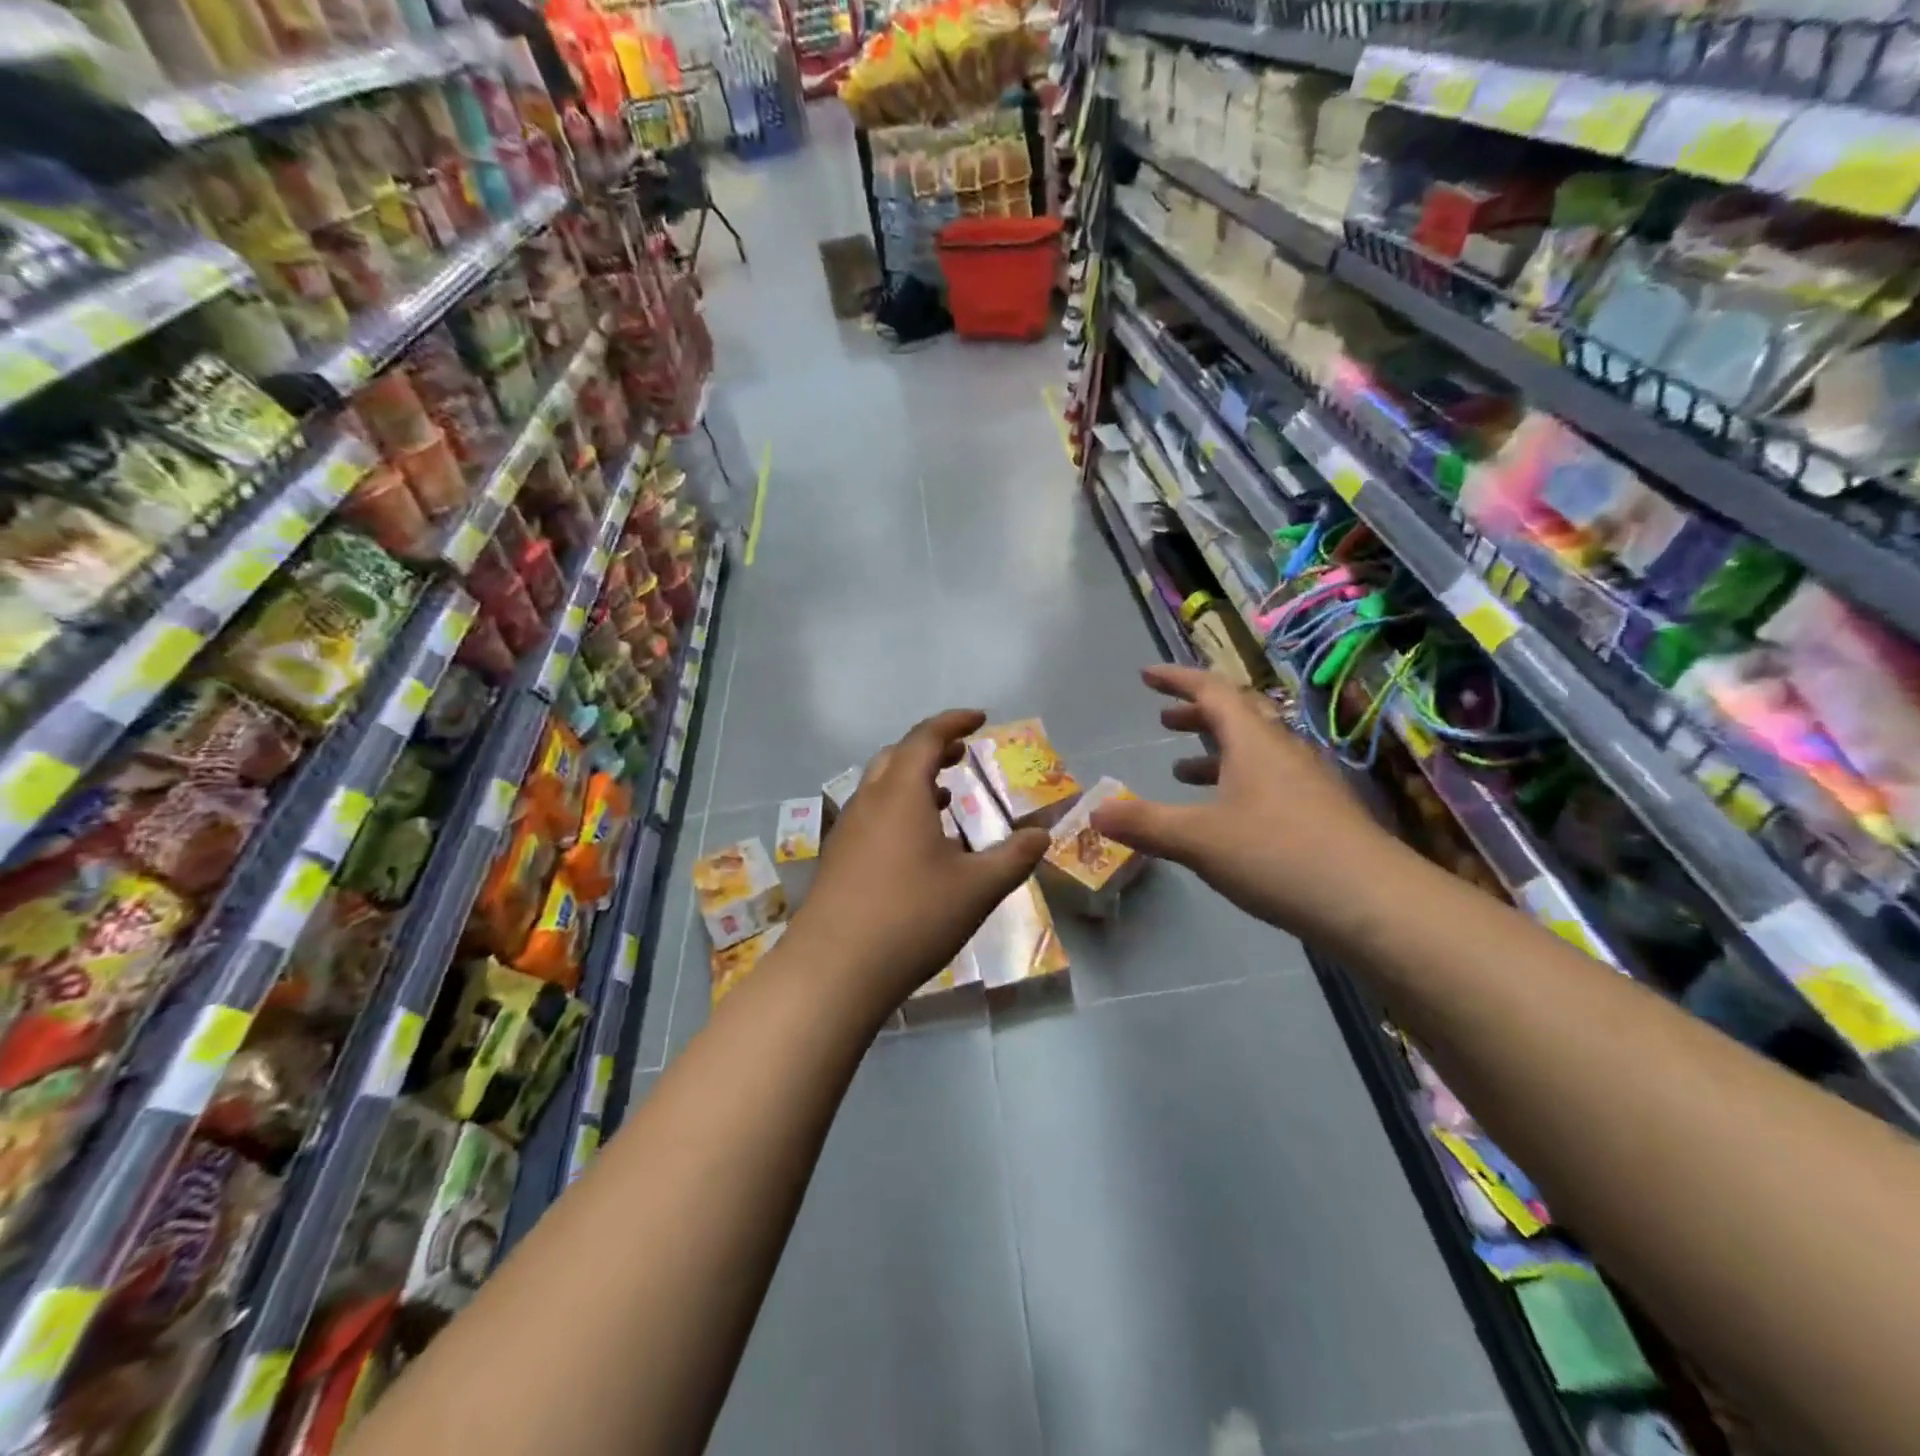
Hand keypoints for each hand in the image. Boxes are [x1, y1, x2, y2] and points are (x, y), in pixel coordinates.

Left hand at [787, 710, 1048, 1006]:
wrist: (833, 970)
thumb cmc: (911, 918)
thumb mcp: (976, 889)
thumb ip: (1013, 858)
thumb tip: (1042, 835)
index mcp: (900, 794)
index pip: (926, 737)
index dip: (954, 722)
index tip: (979, 718)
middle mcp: (868, 801)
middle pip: (897, 756)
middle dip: (931, 748)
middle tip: (960, 754)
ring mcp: (846, 830)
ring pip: (879, 786)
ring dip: (911, 779)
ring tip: (943, 795)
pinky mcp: (836, 859)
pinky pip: (870, 814)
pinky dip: (896, 808)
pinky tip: (915, 843)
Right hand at [1090, 665, 1401, 940]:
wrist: (1373, 903)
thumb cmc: (1278, 855)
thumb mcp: (1198, 840)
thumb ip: (1145, 824)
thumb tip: (1094, 811)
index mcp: (1254, 741)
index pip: (1212, 692)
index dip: (1177, 680)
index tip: (1147, 676)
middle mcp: (1283, 751)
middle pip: (1238, 716)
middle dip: (1197, 714)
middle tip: (1165, 721)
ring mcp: (1308, 782)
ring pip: (1256, 750)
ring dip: (1216, 752)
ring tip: (1182, 771)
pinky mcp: (1322, 813)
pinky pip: (1270, 780)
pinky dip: (1238, 783)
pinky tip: (1228, 816)